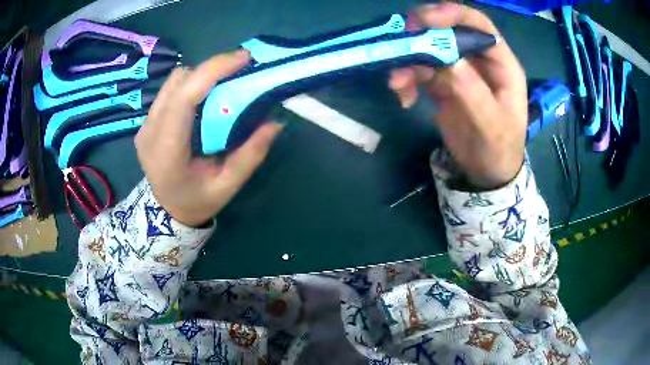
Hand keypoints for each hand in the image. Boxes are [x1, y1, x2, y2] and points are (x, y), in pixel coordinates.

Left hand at [135, 50, 282, 226]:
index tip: (244, 58)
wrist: (166, 211)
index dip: (213, 70)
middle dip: (212, 69)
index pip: (184, 97)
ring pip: (173, 81)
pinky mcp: (146, 121)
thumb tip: (275, 121)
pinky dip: (191, 85)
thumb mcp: (227, 186)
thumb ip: (250, 155)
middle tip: (240, 71)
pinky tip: (204, 97)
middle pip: (179, 81)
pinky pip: (169, 90)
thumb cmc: (196, 202)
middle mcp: (149, 132)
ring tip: (223, 84)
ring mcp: (144, 125)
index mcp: (166, 151)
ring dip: (200, 76)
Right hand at [389, 3, 526, 188]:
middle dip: (423, 34)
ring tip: (397, 83)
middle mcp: (479, 60)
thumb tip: (444, 56)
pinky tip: (403, 97)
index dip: (451, 15)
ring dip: (409, 61)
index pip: (479, 25)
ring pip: (430, 50)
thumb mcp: (489, 123)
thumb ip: (470, 89)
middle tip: (400, 42)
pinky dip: (407, 80)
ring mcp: (460, 70)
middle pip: (449, 32)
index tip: (422, 19)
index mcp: (501, 64)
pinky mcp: (443, 83)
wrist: (486, 173)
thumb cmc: (498, 149)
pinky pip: (420, 71)